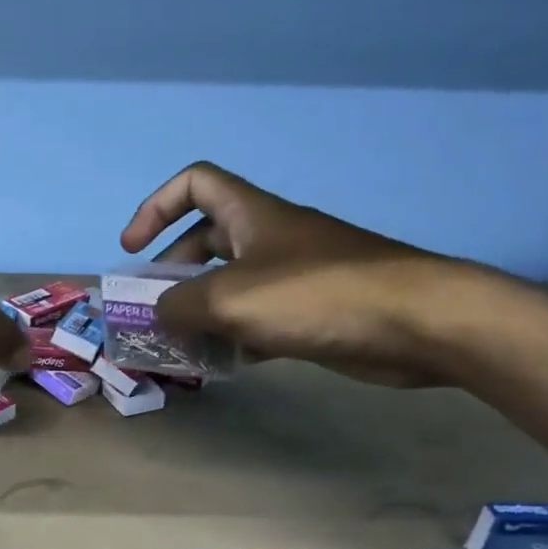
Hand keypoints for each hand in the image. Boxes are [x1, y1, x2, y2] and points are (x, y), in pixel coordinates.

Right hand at [118, 162, 470, 385]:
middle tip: (154, 310)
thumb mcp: (229, 298)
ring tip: (179, 344)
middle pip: (206, 239)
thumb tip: (158, 313)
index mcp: (251, 215)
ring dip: (201, 310)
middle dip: (172, 272)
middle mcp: (270, 237)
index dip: (155, 207)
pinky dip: (235, 336)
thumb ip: (180, 304)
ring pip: (232, 284)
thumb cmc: (314, 295)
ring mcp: (294, 275)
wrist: (415, 323)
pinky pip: (259, 317)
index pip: (194, 184)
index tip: (132, 249)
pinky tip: (222, 364)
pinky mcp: (313, 311)